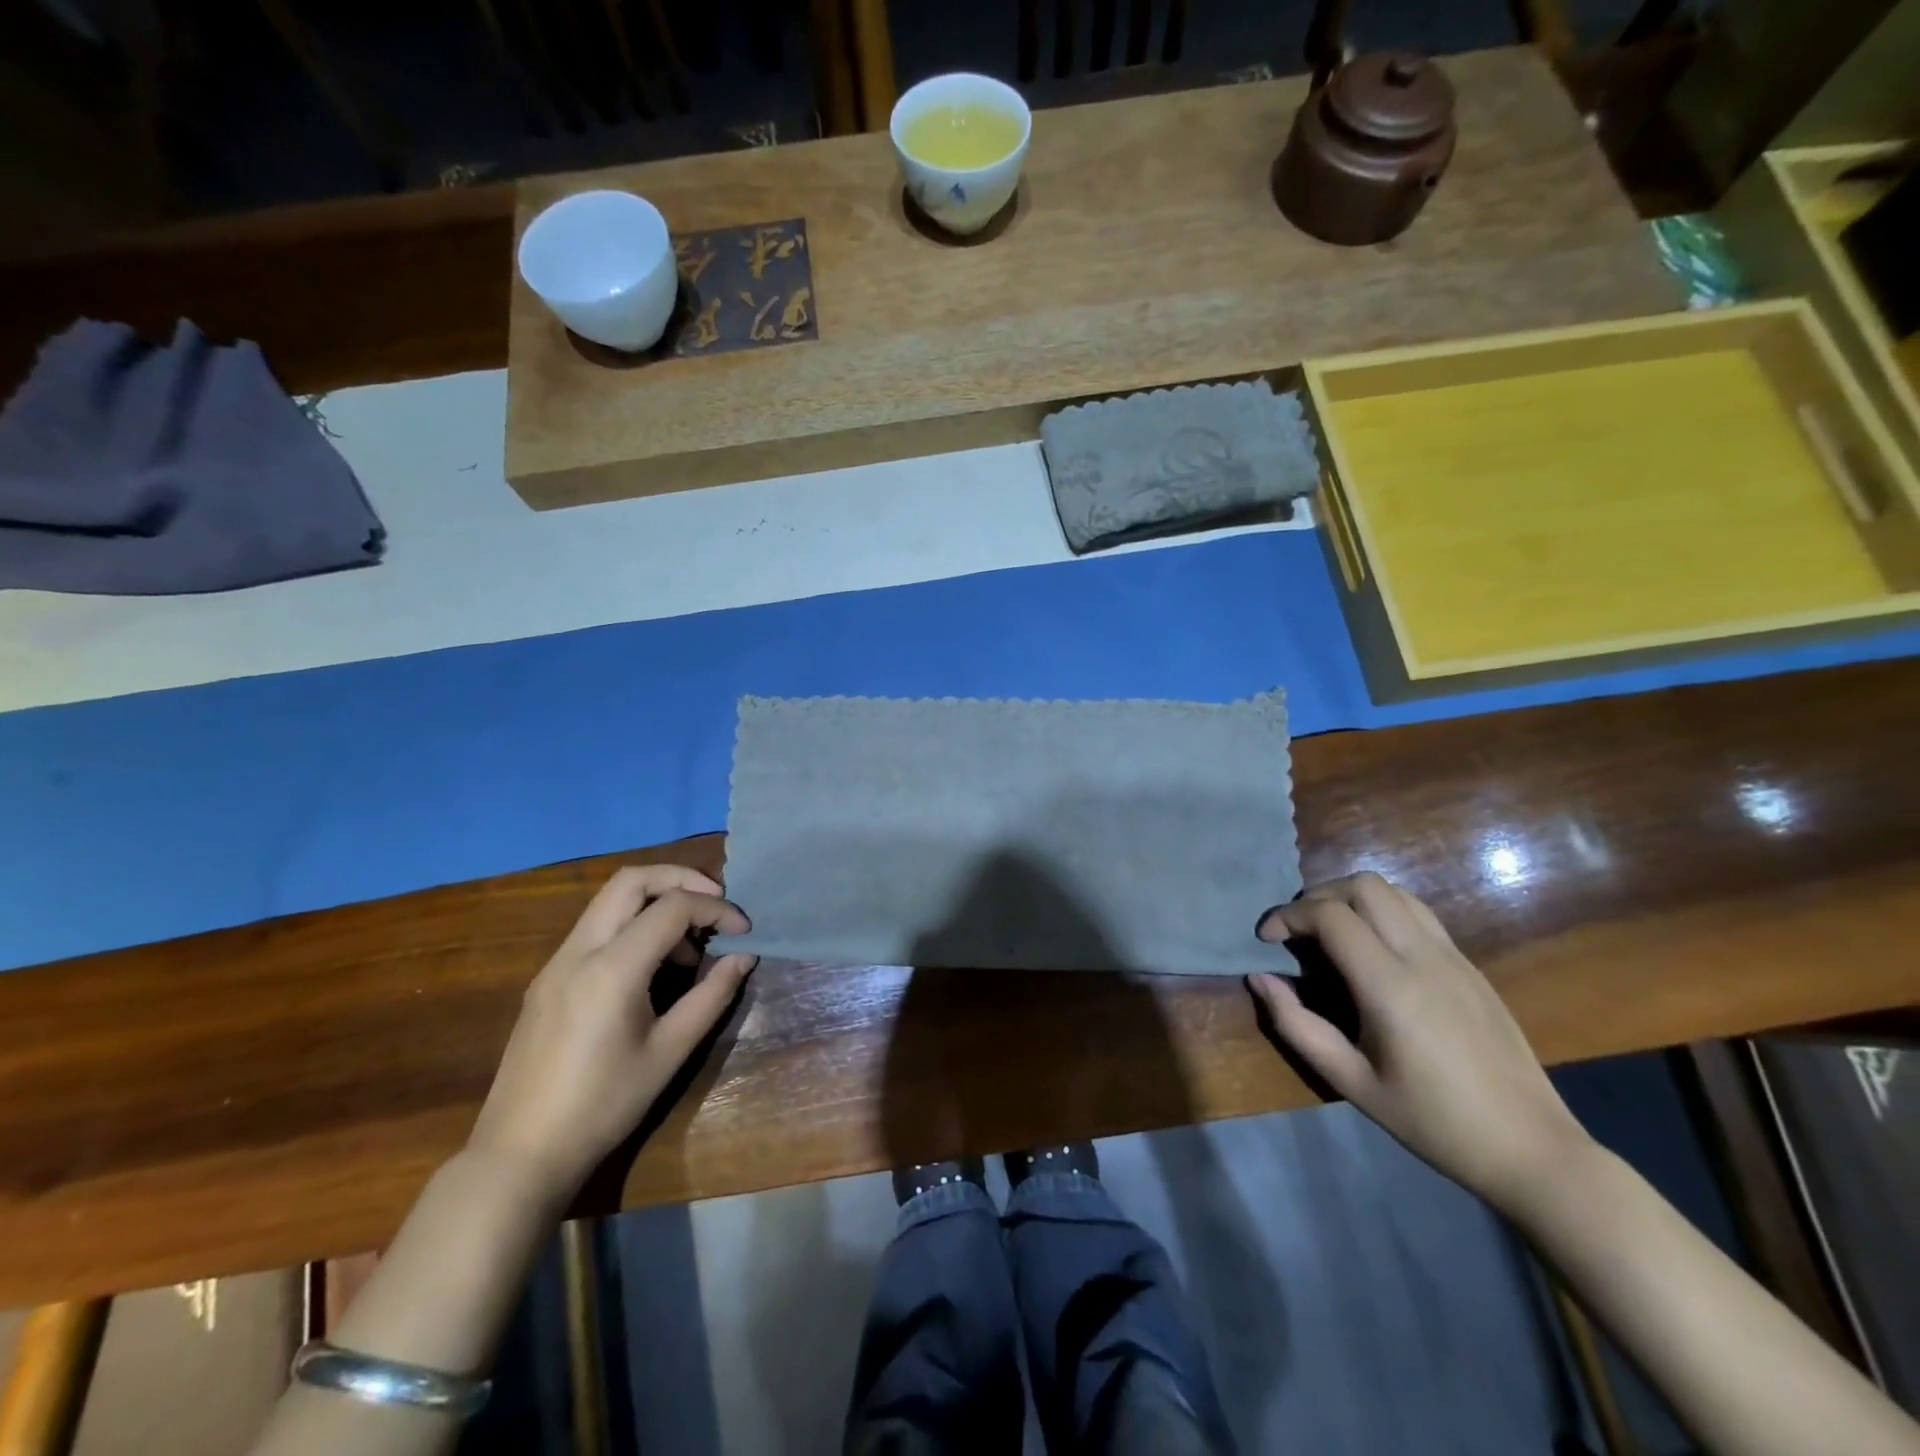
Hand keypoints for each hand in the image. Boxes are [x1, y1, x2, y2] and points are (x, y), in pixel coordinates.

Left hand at [467, 865, 754, 1201]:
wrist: (519, 1154)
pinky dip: (632, 925)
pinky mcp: (547, 979)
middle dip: (680, 879)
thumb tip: (743, 957)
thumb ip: (711, 996)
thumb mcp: (669, 1052)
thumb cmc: (603, 1106)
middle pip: (631, 880)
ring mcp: (556, 962)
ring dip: (655, 902)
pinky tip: (651, 968)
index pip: (673, 907)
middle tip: (716, 903)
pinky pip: (595, 928)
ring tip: (687, 946)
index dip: (716, 909)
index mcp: (612, 968)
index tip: (744, 930)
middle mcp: (579, 951)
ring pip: (610, 900)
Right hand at [1249, 873, 1588, 1211]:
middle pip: (1364, 886)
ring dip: (1353, 898)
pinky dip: (1383, 912)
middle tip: (1298, 931)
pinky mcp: (1470, 966)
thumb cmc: (1434, 1122)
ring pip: (1395, 892)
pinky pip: (1419, 914)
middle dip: (1319, 896)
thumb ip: (1297, 1025)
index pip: (1331, 916)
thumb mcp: (1351, 1082)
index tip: (1267, 939)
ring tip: (1331, 932)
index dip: (1289, 916)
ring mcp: (1454, 958)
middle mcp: (1424, 958)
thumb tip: (1260, 979)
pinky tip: (1372, 950)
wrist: (1532, 1149)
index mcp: (1391, 987)